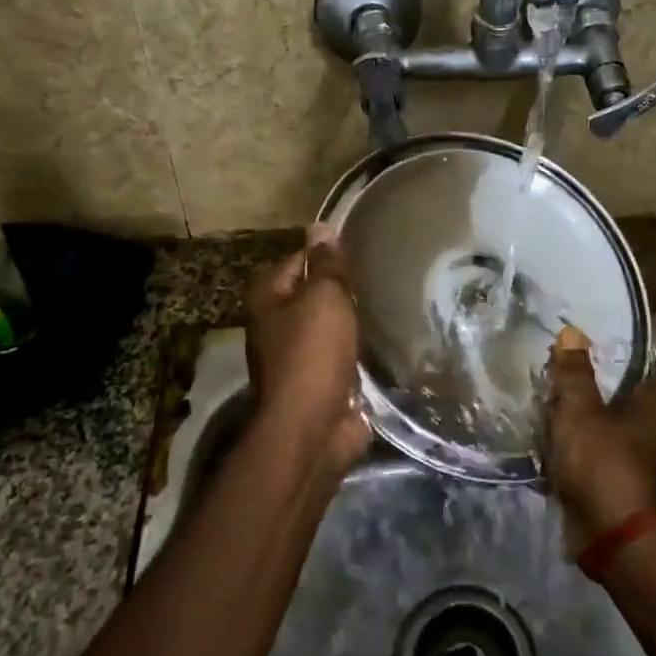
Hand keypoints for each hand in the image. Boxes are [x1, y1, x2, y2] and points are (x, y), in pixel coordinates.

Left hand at [245, 226, 370, 470]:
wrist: (311, 429)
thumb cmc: (312, 353)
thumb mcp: (324, 297)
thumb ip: (326, 264)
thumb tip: (320, 226)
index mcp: (268, 298)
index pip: (299, 259)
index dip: (327, 254)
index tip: (362, 250)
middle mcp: (275, 325)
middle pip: (313, 294)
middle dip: (342, 289)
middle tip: (380, 277)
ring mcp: (295, 357)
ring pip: (328, 326)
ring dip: (351, 322)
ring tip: (387, 305)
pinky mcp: (318, 384)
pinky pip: (340, 356)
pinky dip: (357, 351)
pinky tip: (384, 341)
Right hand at [544, 327, 655, 540]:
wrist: (612, 537)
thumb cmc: (603, 462)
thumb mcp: (579, 410)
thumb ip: (573, 372)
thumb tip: (572, 331)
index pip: (630, 362)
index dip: (599, 354)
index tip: (568, 349)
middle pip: (611, 393)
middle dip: (580, 389)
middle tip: (548, 376)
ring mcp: (639, 454)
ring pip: (599, 423)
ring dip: (573, 419)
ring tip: (540, 404)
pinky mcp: (619, 478)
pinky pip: (592, 451)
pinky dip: (573, 447)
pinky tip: (545, 439)